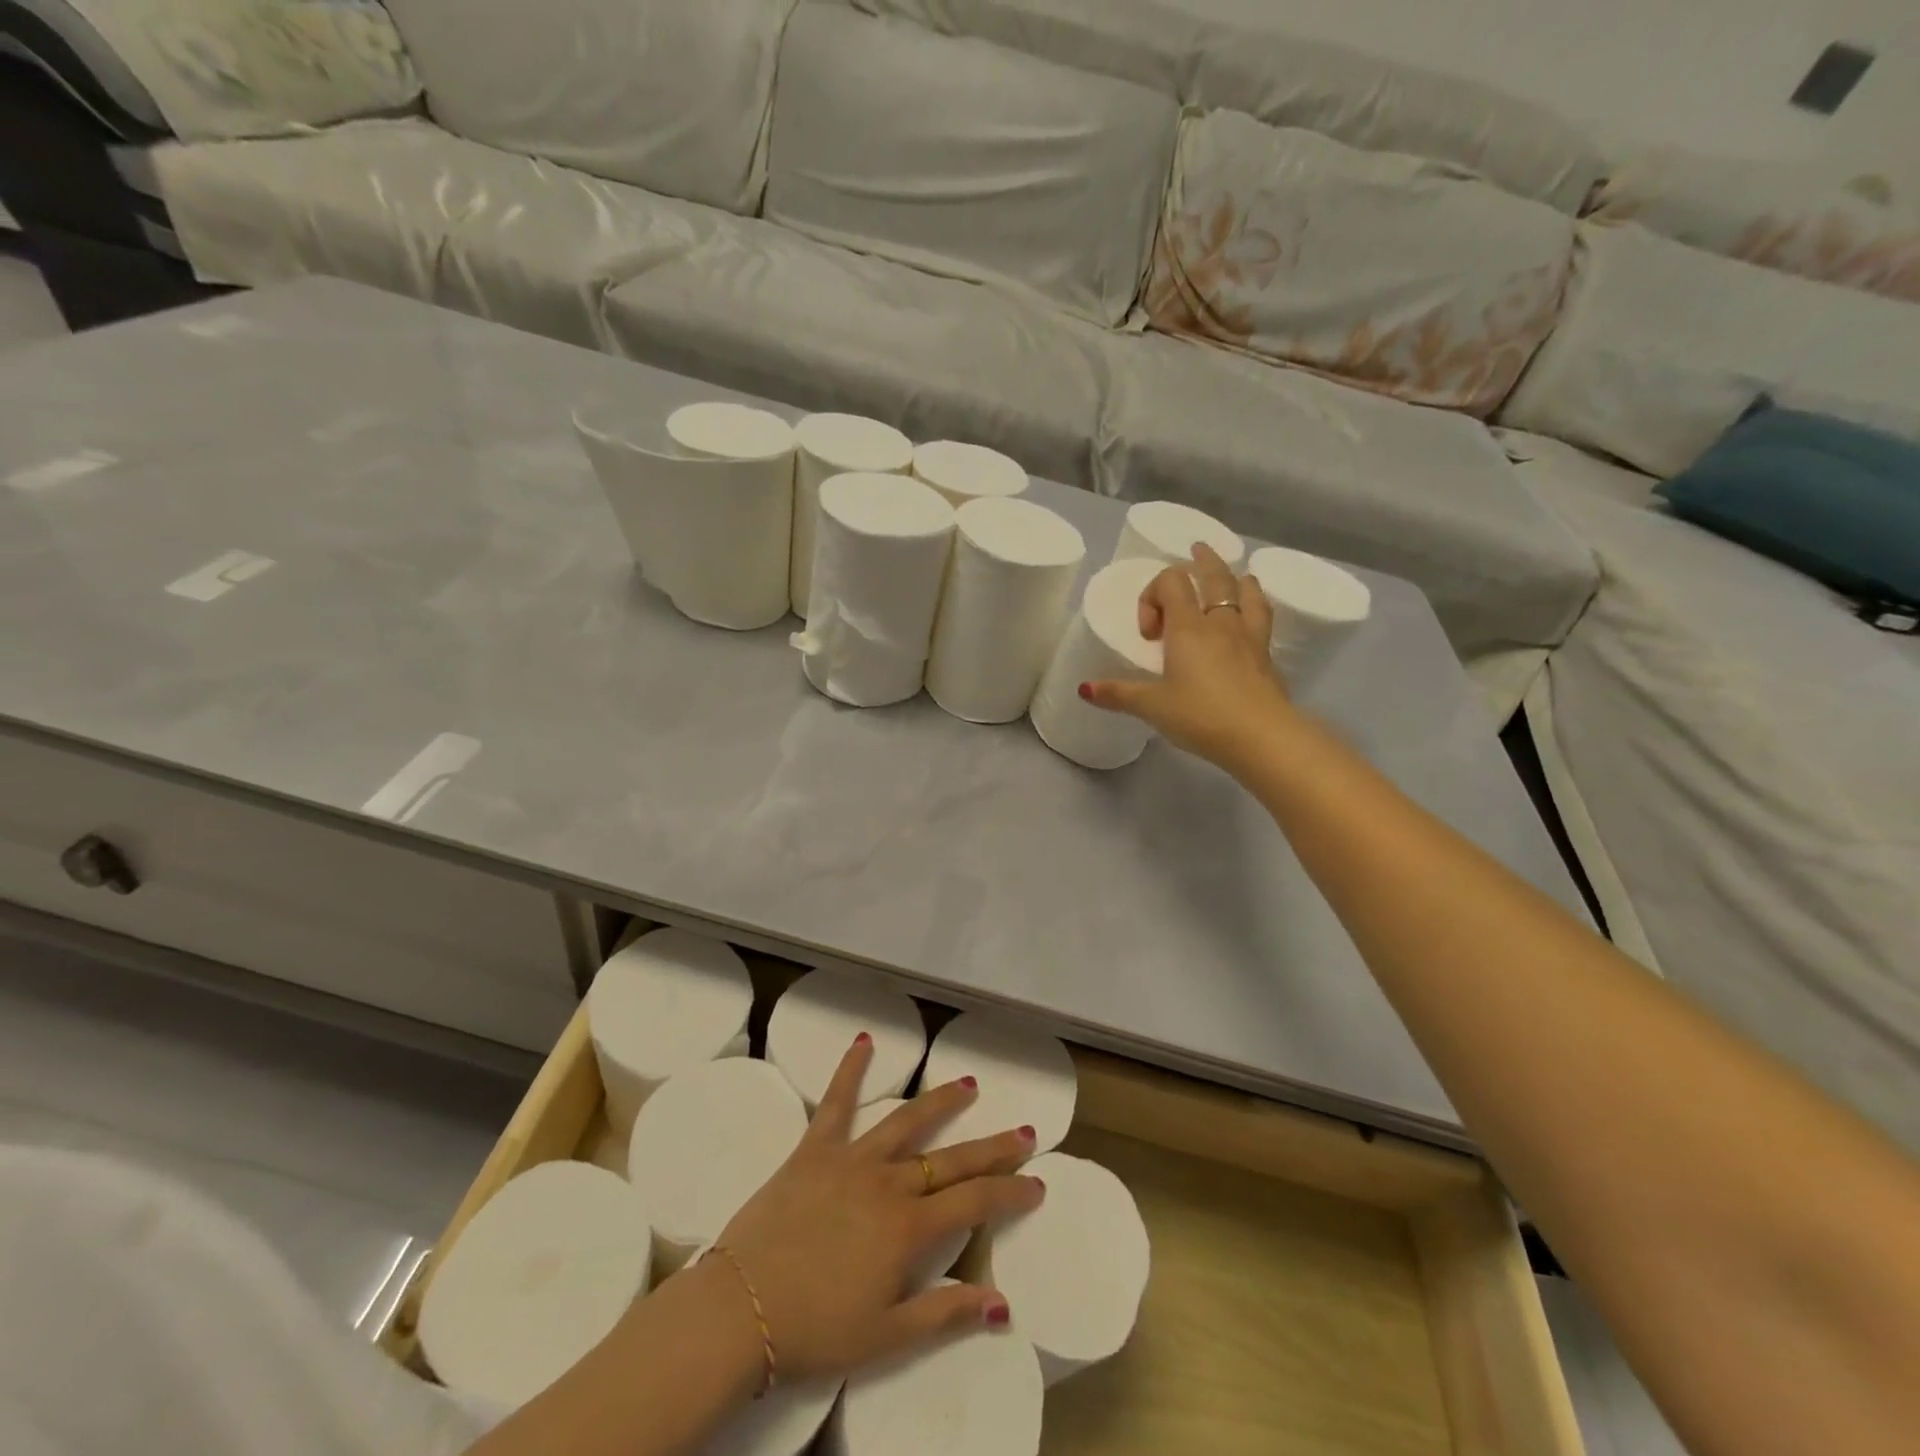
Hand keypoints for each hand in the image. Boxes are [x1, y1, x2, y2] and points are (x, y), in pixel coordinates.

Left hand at [709, 1036, 1043, 1384]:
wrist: (739, 1310)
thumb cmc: (815, 1329)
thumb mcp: (887, 1336)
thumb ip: (946, 1313)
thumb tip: (1002, 1304)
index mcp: (908, 1227)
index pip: (974, 1202)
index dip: (1009, 1192)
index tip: (1036, 1183)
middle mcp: (887, 1182)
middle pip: (950, 1158)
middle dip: (992, 1147)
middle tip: (1024, 1132)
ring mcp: (851, 1158)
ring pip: (906, 1120)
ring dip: (940, 1101)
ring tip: (968, 1083)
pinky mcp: (814, 1148)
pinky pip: (836, 1102)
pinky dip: (850, 1069)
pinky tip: (864, 1041)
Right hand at [1083, 543, 1293, 768]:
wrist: (1261, 736)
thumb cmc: (1200, 715)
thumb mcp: (1152, 707)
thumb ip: (1119, 694)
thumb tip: (1084, 689)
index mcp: (1188, 627)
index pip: (1171, 582)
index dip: (1153, 595)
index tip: (1149, 634)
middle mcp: (1220, 623)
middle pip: (1215, 576)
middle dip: (1203, 561)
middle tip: (1196, 551)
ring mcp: (1249, 637)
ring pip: (1248, 592)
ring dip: (1237, 579)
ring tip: (1235, 577)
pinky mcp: (1267, 657)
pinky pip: (1263, 618)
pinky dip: (1256, 606)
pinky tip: (1254, 617)